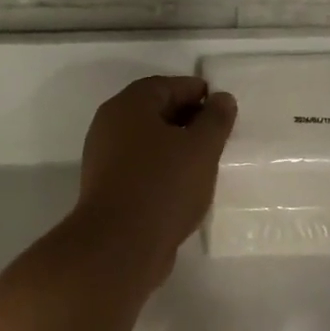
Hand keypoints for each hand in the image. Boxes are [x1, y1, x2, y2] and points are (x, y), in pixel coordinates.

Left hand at [67, 75, 237, 283]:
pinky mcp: (107, 187)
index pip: (168, 85)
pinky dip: (163, 168)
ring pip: (148, 141)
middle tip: (218, 136)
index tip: (224, 109)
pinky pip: (141, 167)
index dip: (199, 93)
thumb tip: (221, 98)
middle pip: (155, 111)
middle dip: (188, 120)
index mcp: (129, 105)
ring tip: (205, 162)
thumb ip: (215, 119)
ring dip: (176, 147)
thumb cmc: (163, 186)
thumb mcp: (201, 148)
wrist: (119, 245)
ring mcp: (105, 158)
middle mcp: (111, 125)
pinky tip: (184, 186)